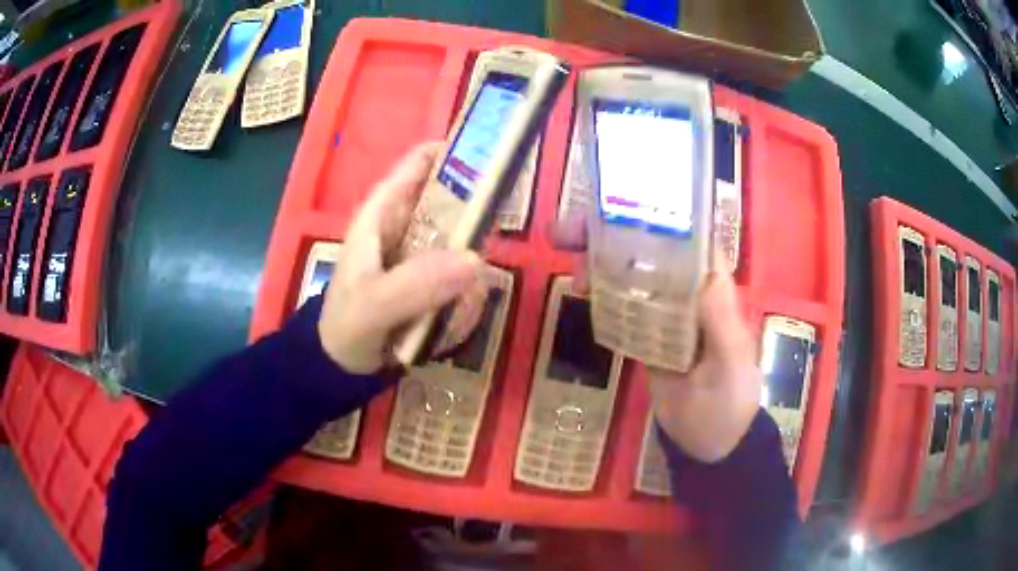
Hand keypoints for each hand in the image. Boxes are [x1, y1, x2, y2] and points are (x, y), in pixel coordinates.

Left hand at [318, 142, 483, 373]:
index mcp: (381, 213)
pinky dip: (470, 281)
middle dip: (477, 204)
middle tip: (504, 222)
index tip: (496, 157)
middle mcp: (404, 224)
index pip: (418, 163)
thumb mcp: (372, 305)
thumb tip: (475, 259)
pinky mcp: (430, 279)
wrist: (341, 367)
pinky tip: (466, 306)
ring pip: (460, 233)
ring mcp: (419, 252)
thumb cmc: (345, 326)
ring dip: (475, 251)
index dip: (454, 151)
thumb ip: (415, 284)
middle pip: (449, 195)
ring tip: (477, 282)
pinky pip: (460, 269)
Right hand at [551, 213, 760, 462]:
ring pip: (632, 276)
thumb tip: (706, 274)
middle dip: (615, 235)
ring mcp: (665, 315)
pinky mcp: (646, 336)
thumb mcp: (730, 367)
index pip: (690, 242)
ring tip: (571, 259)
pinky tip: (579, 288)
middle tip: (573, 230)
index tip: (619, 206)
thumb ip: (722, 325)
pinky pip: (622, 307)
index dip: (658, 218)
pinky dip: (601, 293)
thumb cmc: (728, 404)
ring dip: (601, 261)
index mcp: (714, 292)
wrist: (708, 444)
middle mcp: (688, 294)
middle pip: (652, 253)